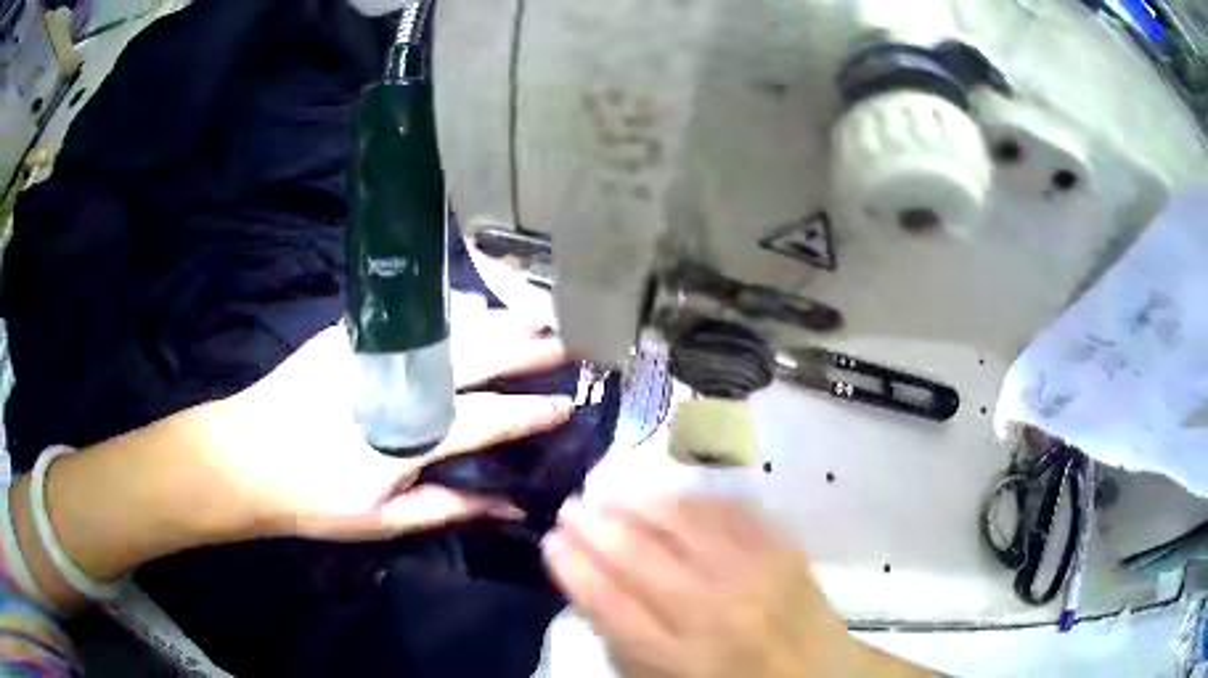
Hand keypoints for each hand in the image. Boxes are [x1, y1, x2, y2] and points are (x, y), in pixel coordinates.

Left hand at [203, 308, 572, 542]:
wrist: (245, 456)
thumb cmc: (314, 498)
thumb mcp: (385, 520)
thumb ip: (451, 507)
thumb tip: (510, 507)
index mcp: (412, 435)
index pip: (490, 419)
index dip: (532, 412)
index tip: (567, 403)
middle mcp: (401, 382)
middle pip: (479, 357)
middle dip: (529, 347)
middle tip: (569, 336)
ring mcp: (374, 350)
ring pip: (450, 327)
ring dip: (498, 321)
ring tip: (534, 317)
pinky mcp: (350, 333)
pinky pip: (416, 316)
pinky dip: (453, 311)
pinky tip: (474, 308)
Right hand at [542, 498, 868, 677]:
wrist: (821, 673)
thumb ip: (627, 639)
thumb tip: (588, 582)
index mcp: (681, 657)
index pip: (610, 605)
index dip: (574, 569)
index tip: (550, 542)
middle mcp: (715, 613)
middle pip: (640, 558)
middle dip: (595, 527)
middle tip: (570, 507)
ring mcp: (754, 575)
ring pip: (683, 524)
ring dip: (637, 502)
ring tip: (609, 492)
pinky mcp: (783, 550)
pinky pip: (729, 512)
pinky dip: (691, 499)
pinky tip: (666, 493)